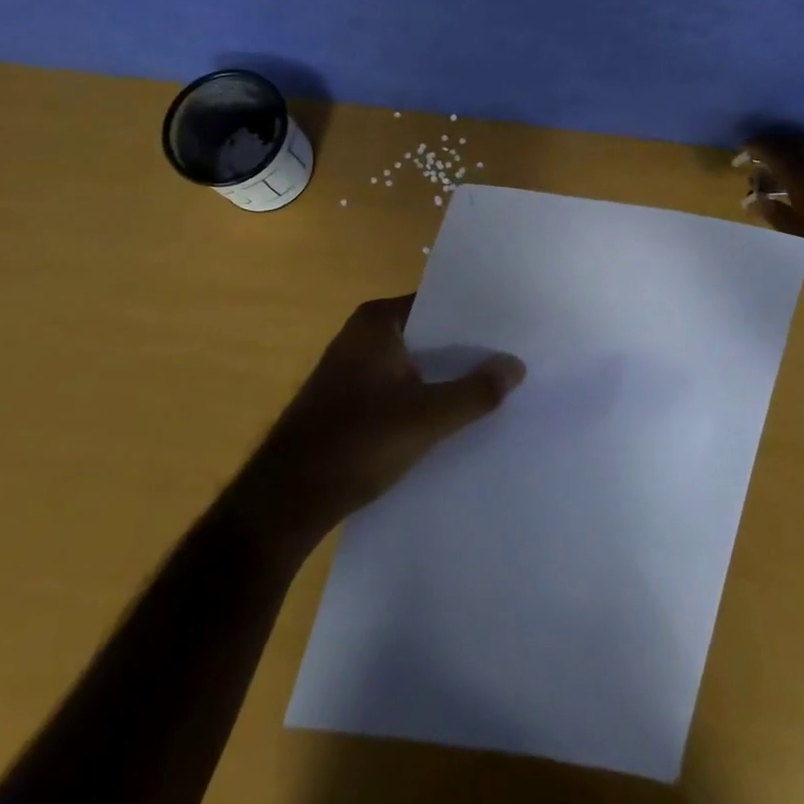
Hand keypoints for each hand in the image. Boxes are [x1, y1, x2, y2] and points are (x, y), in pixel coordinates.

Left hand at [228, 295, 525, 552]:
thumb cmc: (355, 443)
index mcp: (377, 320)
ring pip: (416, 362)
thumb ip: (474, 392)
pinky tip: (456, 415)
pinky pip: (400, 385)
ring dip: (447, 375)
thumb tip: (517, 365)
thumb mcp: (425, 418)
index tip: (515, 328)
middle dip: (466, 349)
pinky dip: (426, 394)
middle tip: (515, 358)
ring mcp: (355, 367)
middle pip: (429, 333)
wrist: (286, 500)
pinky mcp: (351, 398)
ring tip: (497, 386)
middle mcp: (364, 333)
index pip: (439, 303)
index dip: (477, 318)